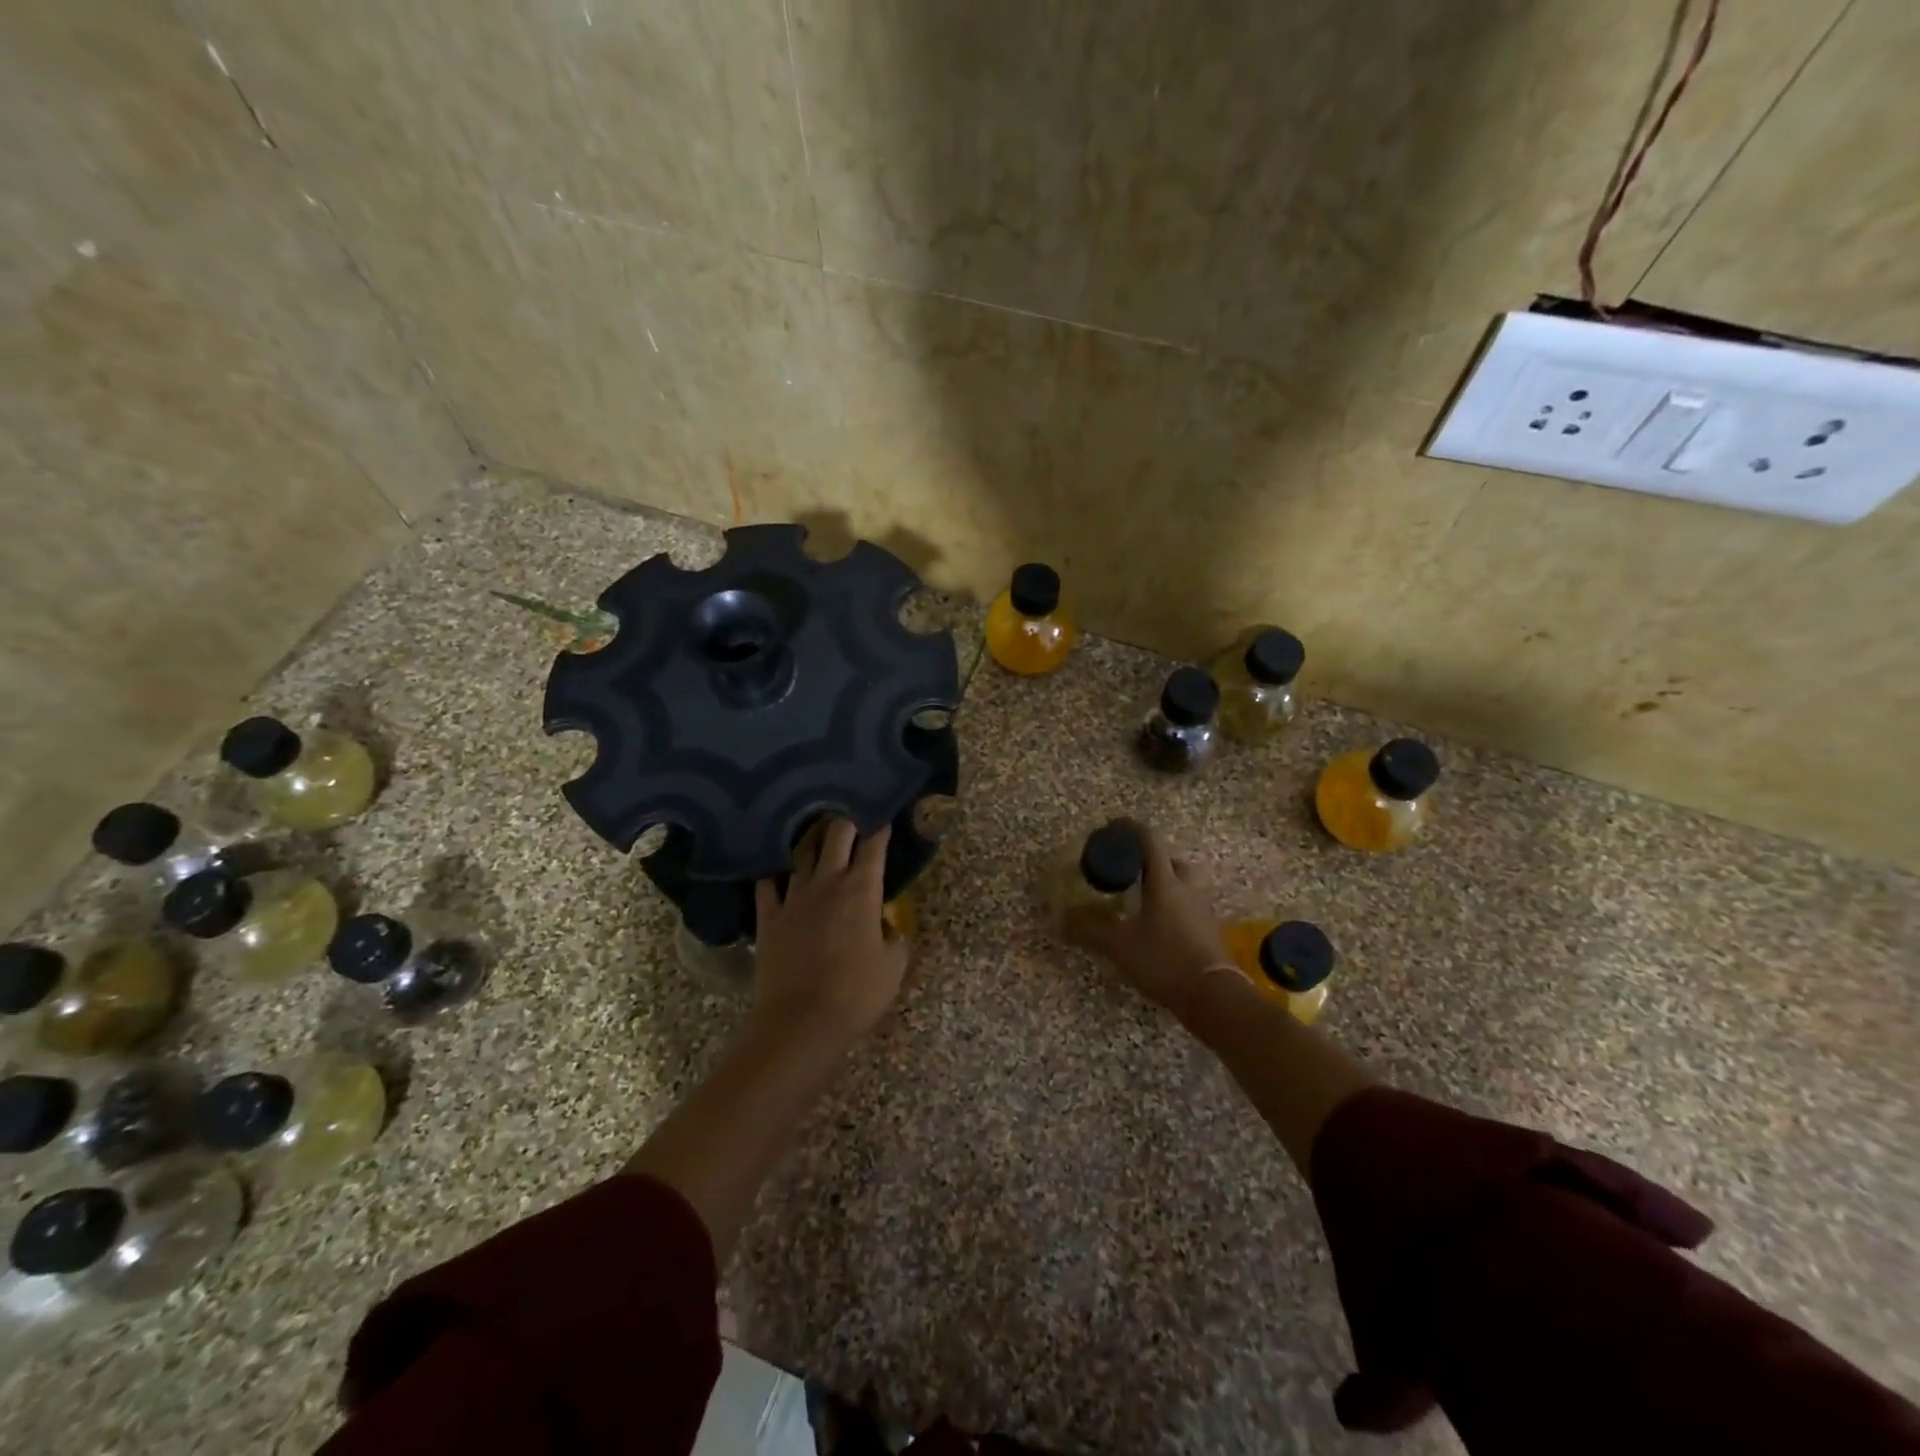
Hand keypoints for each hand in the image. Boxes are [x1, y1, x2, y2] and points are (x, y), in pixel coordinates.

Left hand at [752, 819, 908, 1049]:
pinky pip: (768, 883)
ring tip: (818, 839)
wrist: (800, 1022)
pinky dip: (776, 874)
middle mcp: (827, 882)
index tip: (885, 819)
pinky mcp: (768, 915)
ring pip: (802, 852)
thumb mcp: (893, 966)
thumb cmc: (856, 994)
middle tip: (853, 824)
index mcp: (862, 889)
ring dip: (813, 842)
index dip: (881, 828)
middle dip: (847, 822)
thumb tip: (887, 925)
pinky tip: (780, 873)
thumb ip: (895, 937)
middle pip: (836, 834)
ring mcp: (793, 896)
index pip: (874, 845)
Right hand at [1063, 818, 1236, 1023]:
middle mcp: (1187, 889)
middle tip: (1132, 871)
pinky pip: (1190, 908)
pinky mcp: (1209, 932)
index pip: (1150, 842)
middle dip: (1153, 861)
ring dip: (1166, 884)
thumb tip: (1061, 920)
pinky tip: (1158, 926)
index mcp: (1165, 883)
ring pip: (1185, 885)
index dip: (1131, 829)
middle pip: (1173, 862)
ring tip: (1143, 899)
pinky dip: (1174, 908)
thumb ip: (1089, 930)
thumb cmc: (1164, 960)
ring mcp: (1202, 911)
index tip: (1114, 827)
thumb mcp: (1119, 945)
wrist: (1212, 996)